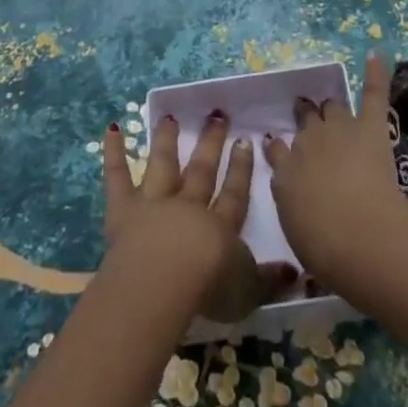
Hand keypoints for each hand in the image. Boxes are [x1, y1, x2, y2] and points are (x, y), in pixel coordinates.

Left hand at [102, 114, 295, 322]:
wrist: (165, 279)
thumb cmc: (209, 288)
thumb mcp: (248, 291)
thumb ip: (270, 280)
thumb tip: (295, 271)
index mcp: (220, 226)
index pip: (234, 193)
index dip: (240, 169)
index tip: (245, 141)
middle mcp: (188, 207)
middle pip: (201, 171)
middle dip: (210, 143)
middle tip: (216, 115)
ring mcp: (154, 204)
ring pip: (163, 165)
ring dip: (166, 140)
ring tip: (170, 117)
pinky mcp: (124, 210)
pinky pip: (118, 176)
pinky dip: (114, 152)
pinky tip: (113, 127)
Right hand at [263, 54, 407, 293]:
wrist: (358, 235)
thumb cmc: (325, 247)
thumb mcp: (296, 231)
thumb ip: (294, 206)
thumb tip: (299, 195)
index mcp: (285, 174)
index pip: (278, 152)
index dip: (279, 148)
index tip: (277, 144)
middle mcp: (307, 144)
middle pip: (305, 124)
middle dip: (305, 119)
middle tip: (306, 116)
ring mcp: (340, 130)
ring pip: (332, 109)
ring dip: (331, 108)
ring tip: (330, 104)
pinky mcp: (371, 127)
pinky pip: (372, 94)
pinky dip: (375, 73)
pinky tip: (375, 54)